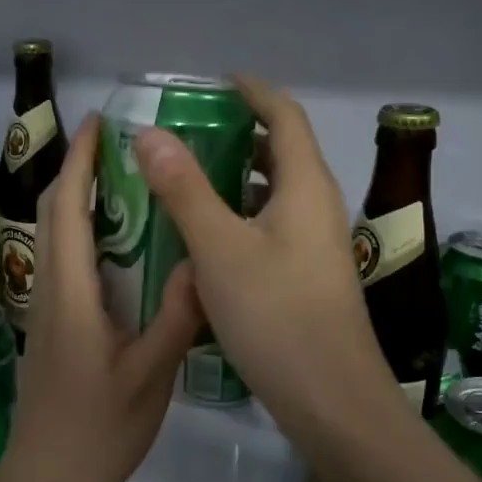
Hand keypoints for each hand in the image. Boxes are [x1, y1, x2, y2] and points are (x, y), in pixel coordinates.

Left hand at [1, 114, 203, 481]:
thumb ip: (175, 316)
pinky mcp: (50, 326)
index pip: (66, 209)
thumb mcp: (150, 376)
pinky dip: (82, 233)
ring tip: (124, 180)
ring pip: (53, 236)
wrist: (48, 480)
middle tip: (118, 144)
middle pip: (51, 213)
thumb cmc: (99, 430)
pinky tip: (121, 243)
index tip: (98, 123)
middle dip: (76, 169)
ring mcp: (45, 309)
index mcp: (71, 294)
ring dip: (77, 198)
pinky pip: (62, 261)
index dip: (78, 161)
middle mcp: (49, 290)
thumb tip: (200, 261)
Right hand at [134, 76, 408, 461]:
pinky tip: (206, 240)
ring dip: (237, 179)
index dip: (253, 91)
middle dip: (239, 134)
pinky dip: (241, 218)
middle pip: (283, 152)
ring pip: (276, 194)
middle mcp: (318, 206)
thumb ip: (184, 189)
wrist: (331, 399)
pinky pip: (273, 228)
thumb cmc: (276, 316)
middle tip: (188, 134)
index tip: (215, 82)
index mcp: (305, 186)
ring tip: (187, 181)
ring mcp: (317, 245)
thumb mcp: (220, 248)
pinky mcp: (309, 277)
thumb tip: (150, 134)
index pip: (284, 115)